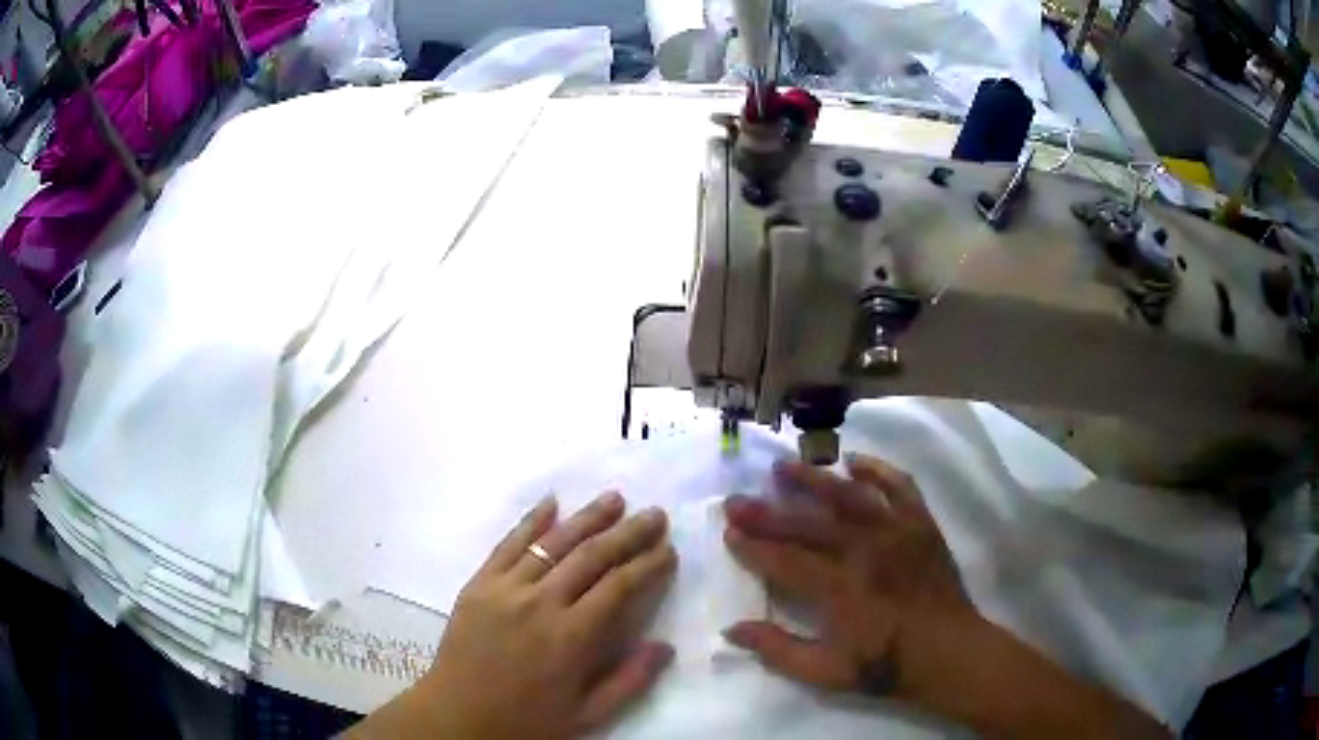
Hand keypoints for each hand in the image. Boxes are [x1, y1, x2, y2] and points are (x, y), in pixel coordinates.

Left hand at [350, 493, 677, 739]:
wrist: (457, 716)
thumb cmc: (527, 720)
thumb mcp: (587, 714)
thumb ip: (630, 680)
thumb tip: (665, 646)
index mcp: (571, 637)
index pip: (619, 587)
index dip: (648, 565)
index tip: (669, 549)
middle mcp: (541, 603)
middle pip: (591, 556)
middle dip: (628, 533)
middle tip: (655, 514)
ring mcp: (505, 589)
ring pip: (553, 543)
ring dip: (587, 518)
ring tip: (615, 498)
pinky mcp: (479, 584)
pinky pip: (507, 544)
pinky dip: (531, 520)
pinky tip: (551, 502)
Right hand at [721, 455, 977, 698]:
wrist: (949, 652)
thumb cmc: (886, 664)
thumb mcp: (826, 672)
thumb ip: (778, 650)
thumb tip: (732, 630)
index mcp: (841, 589)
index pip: (785, 560)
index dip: (753, 546)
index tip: (729, 532)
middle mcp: (866, 551)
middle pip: (808, 524)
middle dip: (767, 512)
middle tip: (736, 499)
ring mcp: (897, 532)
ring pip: (849, 496)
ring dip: (813, 479)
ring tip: (783, 466)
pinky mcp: (921, 524)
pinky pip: (898, 486)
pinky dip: (877, 470)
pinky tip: (854, 459)